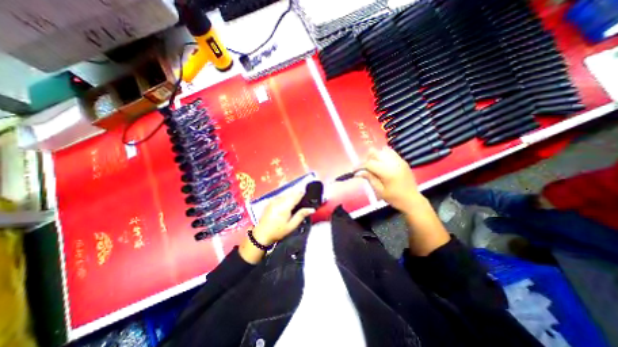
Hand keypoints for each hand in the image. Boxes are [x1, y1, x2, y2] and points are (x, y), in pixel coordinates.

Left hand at [250, 188, 314, 244]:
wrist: (261, 234)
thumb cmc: (278, 231)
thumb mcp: (291, 226)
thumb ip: (301, 215)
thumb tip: (312, 209)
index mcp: (285, 206)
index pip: (296, 195)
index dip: (303, 194)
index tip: (309, 195)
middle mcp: (279, 200)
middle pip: (291, 193)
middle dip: (298, 194)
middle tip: (303, 200)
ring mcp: (273, 200)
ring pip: (286, 194)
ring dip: (292, 195)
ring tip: (297, 201)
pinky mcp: (270, 201)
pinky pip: (281, 196)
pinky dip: (286, 197)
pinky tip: (288, 203)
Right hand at [358, 146, 425, 210]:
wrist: (412, 200)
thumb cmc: (394, 198)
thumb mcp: (379, 191)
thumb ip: (369, 178)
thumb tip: (358, 172)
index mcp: (387, 172)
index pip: (369, 163)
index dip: (360, 166)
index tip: (354, 171)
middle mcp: (393, 163)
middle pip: (375, 153)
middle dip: (367, 159)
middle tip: (365, 169)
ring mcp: (399, 160)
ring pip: (382, 150)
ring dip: (375, 156)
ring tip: (374, 165)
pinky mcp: (403, 161)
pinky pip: (390, 152)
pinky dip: (383, 155)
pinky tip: (382, 163)